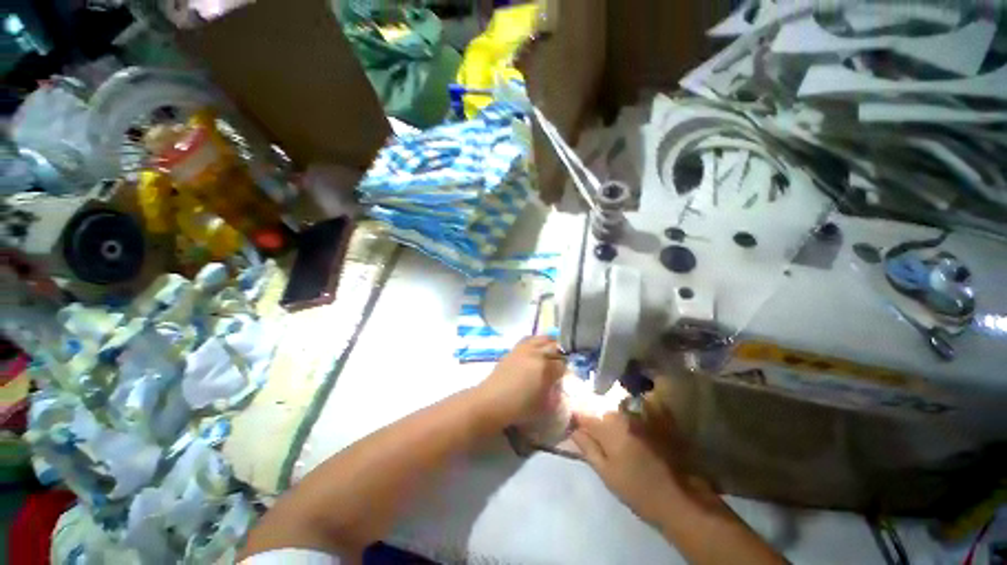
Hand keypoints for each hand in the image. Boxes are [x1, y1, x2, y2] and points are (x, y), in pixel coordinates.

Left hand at [475, 336, 565, 427]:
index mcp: (546, 368)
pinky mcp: (515, 349)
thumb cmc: (519, 408)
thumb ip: (555, 395)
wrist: (492, 401)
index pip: (562, 364)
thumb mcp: (544, 407)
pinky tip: (536, 349)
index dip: (565, 371)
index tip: (564, 377)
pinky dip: (536, 341)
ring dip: (550, 344)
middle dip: (560, 355)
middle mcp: (537, 354)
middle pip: (555, 347)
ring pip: (543, 339)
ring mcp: (525, 349)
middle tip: (559, 364)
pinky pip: (529, 339)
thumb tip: (558, 386)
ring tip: (550, 352)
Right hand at [571, 410, 703, 526]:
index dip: (577, 420)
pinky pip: (635, 410)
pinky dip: (629, 417)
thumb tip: (573, 429)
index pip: (583, 414)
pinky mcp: (656, 418)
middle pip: (601, 410)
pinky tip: (633, 432)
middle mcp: (624, 414)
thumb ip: (588, 448)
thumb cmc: (638, 490)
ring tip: (616, 437)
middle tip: (597, 437)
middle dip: (595, 419)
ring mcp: (641, 414)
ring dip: (612, 419)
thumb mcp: (607, 474)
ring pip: (617, 410)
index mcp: (609, 427)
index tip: (574, 427)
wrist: (681, 498)